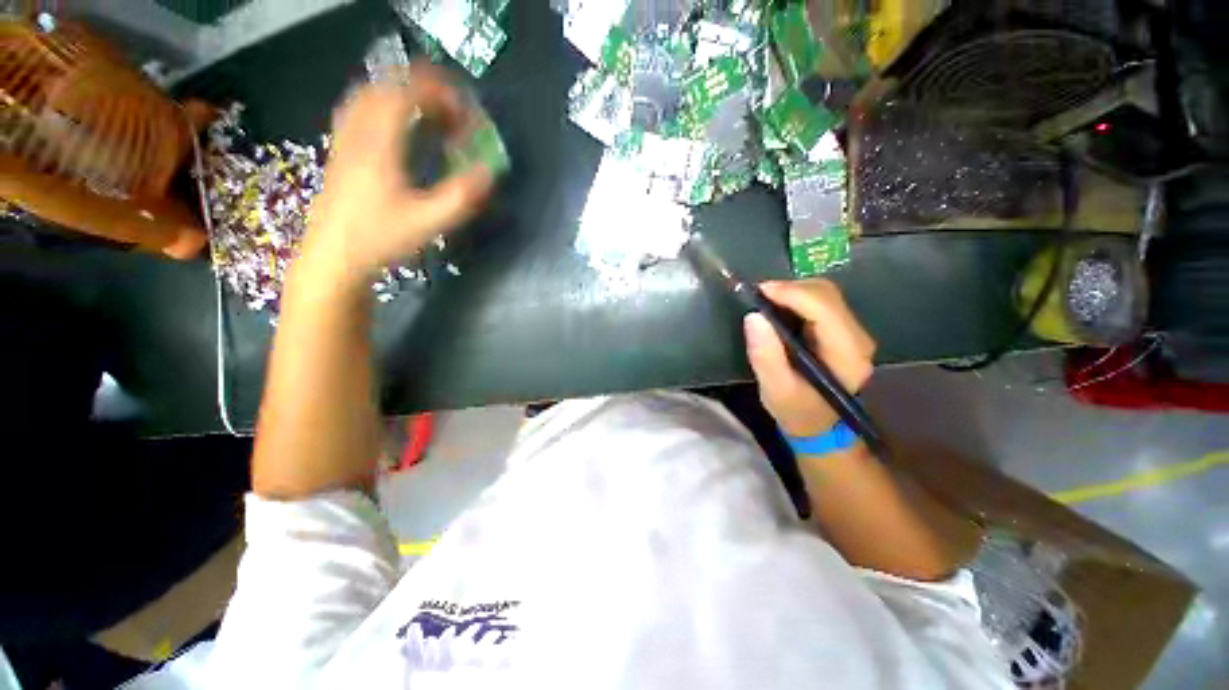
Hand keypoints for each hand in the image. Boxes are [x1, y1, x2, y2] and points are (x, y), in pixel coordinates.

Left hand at [298, 62, 492, 285]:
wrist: (335, 256)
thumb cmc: (382, 238)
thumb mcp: (429, 222)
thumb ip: (461, 196)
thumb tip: (489, 173)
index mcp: (379, 145)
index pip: (405, 96)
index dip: (436, 91)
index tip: (462, 104)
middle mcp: (358, 133)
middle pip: (385, 88)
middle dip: (420, 87)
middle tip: (449, 104)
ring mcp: (344, 141)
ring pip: (367, 96)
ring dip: (399, 92)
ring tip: (426, 108)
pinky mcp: (339, 152)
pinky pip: (356, 111)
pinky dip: (379, 105)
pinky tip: (393, 123)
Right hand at [744, 280, 875, 436]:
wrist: (819, 427)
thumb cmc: (797, 412)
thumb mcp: (776, 390)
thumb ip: (765, 356)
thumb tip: (754, 317)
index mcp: (847, 354)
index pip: (824, 309)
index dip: (792, 294)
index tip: (759, 292)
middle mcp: (857, 338)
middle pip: (826, 295)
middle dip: (790, 289)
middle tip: (758, 297)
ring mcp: (851, 332)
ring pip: (824, 294)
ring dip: (792, 292)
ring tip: (765, 302)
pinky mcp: (840, 330)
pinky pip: (820, 302)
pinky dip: (796, 298)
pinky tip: (777, 308)